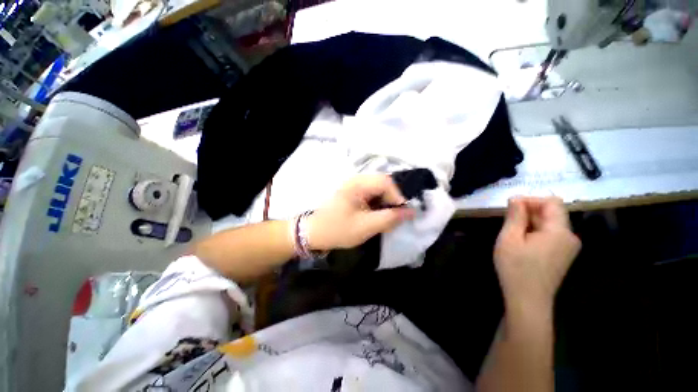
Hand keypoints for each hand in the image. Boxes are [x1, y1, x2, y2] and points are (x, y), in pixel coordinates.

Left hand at [307, 174, 414, 250]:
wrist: (314, 233)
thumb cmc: (338, 229)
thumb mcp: (366, 226)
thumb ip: (390, 218)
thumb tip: (411, 212)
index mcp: (357, 184)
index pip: (386, 182)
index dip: (398, 196)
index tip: (403, 213)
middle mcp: (357, 180)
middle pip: (383, 184)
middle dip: (393, 200)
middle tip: (396, 216)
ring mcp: (354, 186)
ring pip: (379, 189)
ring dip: (386, 202)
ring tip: (388, 217)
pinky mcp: (353, 193)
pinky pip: (372, 194)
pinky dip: (379, 204)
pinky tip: (377, 215)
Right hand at [494, 197, 580, 310]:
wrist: (528, 301)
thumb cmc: (516, 268)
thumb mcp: (509, 239)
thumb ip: (515, 216)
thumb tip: (516, 198)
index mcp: (560, 231)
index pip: (551, 202)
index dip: (530, 200)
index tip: (510, 207)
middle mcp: (570, 236)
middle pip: (552, 212)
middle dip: (528, 211)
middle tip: (507, 221)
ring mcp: (568, 247)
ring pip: (550, 224)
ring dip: (530, 222)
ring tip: (512, 232)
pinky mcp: (563, 255)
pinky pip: (550, 235)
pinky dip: (535, 232)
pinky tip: (521, 242)